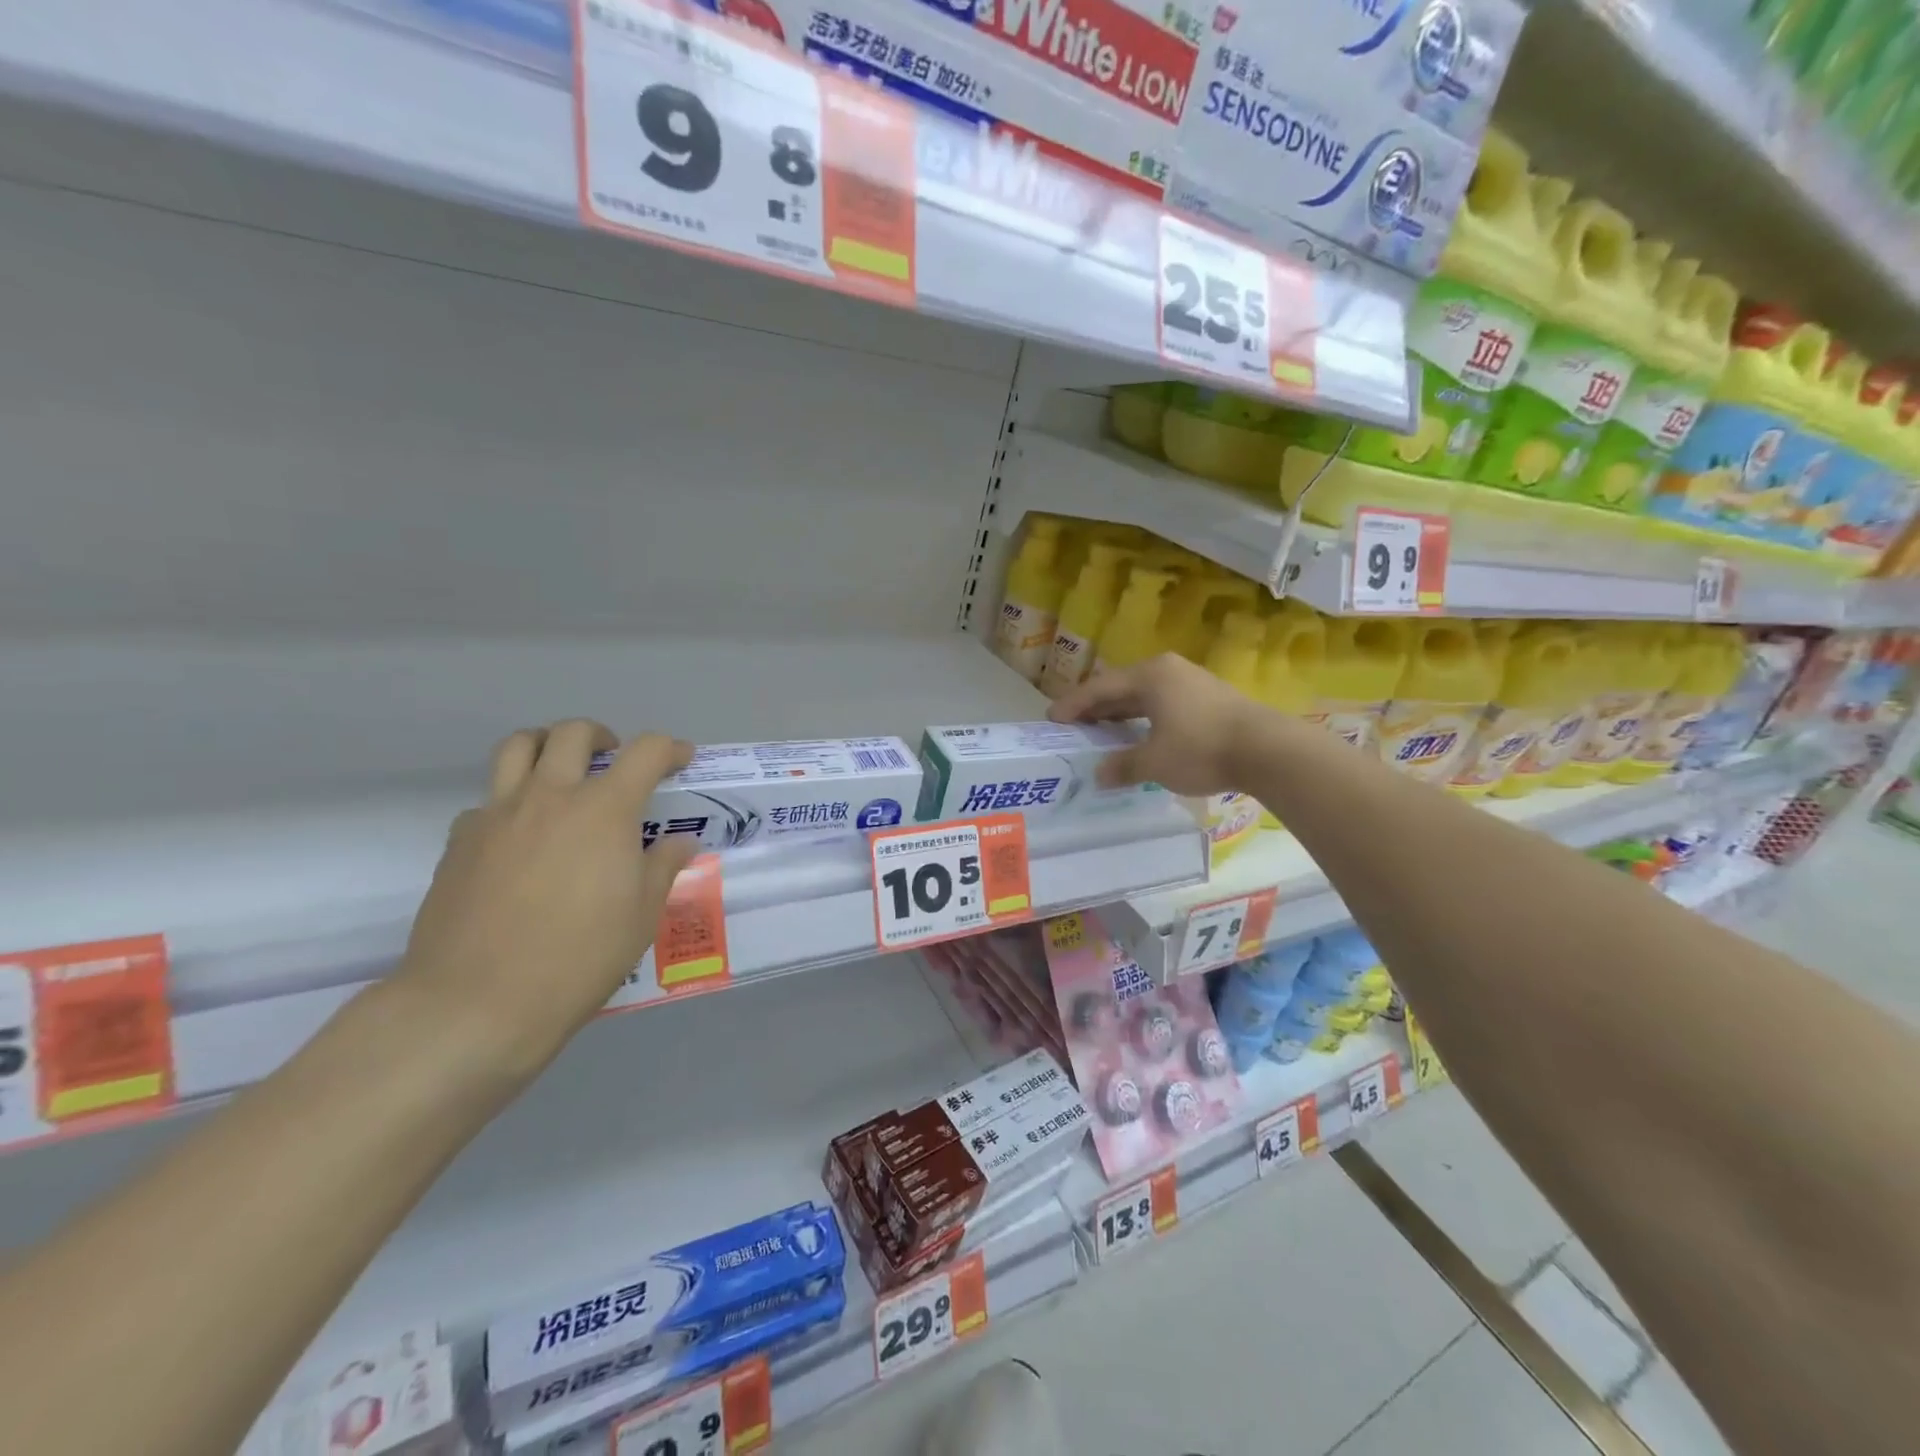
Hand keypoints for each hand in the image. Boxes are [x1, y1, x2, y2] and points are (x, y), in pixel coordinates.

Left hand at [395, 720, 696, 1081]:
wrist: (476, 1002)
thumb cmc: (578, 957)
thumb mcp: (641, 916)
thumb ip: (662, 868)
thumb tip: (677, 843)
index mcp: (604, 810)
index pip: (645, 752)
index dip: (670, 749)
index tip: (681, 760)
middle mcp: (550, 796)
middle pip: (573, 734)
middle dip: (602, 736)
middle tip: (614, 760)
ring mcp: (498, 815)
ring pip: (518, 747)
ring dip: (547, 747)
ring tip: (562, 773)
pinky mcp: (460, 841)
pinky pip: (488, 799)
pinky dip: (511, 801)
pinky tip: (521, 837)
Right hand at [1048, 654, 1262, 795]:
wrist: (1269, 750)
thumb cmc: (1201, 749)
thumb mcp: (1154, 762)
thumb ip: (1122, 766)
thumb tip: (1100, 775)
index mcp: (1150, 676)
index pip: (1099, 688)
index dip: (1073, 705)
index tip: (1052, 719)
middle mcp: (1168, 671)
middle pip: (1121, 687)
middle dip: (1095, 707)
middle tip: (1073, 725)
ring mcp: (1192, 682)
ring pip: (1144, 696)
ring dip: (1121, 714)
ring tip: (1102, 731)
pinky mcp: (1210, 698)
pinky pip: (1163, 703)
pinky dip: (1144, 718)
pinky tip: (1140, 735)